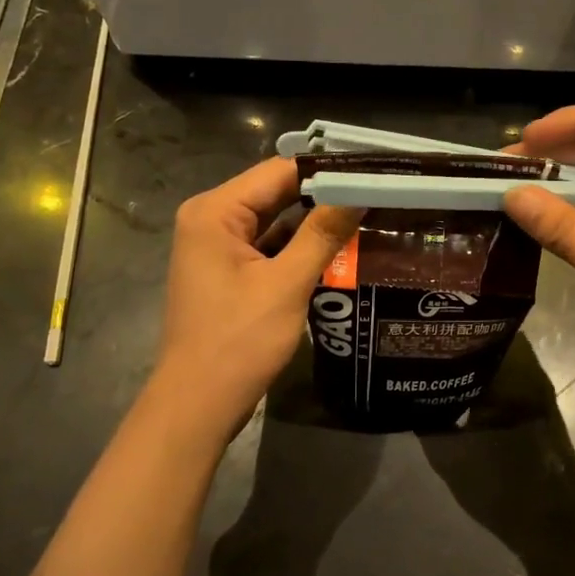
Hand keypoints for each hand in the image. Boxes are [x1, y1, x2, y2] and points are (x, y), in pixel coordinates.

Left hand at [153, 159, 361, 437]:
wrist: (198, 404)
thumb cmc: (238, 341)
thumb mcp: (286, 284)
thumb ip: (322, 234)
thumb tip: (359, 192)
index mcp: (215, 212)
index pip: (278, 172)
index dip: (325, 171)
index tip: (371, 174)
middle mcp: (211, 220)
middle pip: (275, 193)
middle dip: (323, 197)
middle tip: (376, 196)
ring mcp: (217, 248)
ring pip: (274, 221)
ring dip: (314, 224)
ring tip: (367, 218)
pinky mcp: (228, 272)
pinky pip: (268, 247)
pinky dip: (298, 249)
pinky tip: (338, 251)